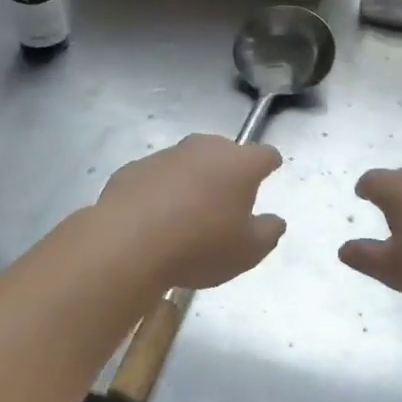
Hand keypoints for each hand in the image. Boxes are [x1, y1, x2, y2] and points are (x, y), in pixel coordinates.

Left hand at [97, 135, 286, 290]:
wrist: (127, 243)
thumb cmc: (200, 245)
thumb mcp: (248, 252)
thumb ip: (268, 232)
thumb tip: (274, 220)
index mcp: (239, 164)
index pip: (264, 154)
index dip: (269, 164)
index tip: (270, 172)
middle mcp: (204, 149)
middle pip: (225, 152)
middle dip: (229, 170)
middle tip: (228, 201)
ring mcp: (166, 155)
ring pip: (188, 162)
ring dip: (193, 180)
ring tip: (189, 213)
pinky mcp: (133, 168)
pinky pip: (157, 177)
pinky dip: (161, 191)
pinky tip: (155, 218)